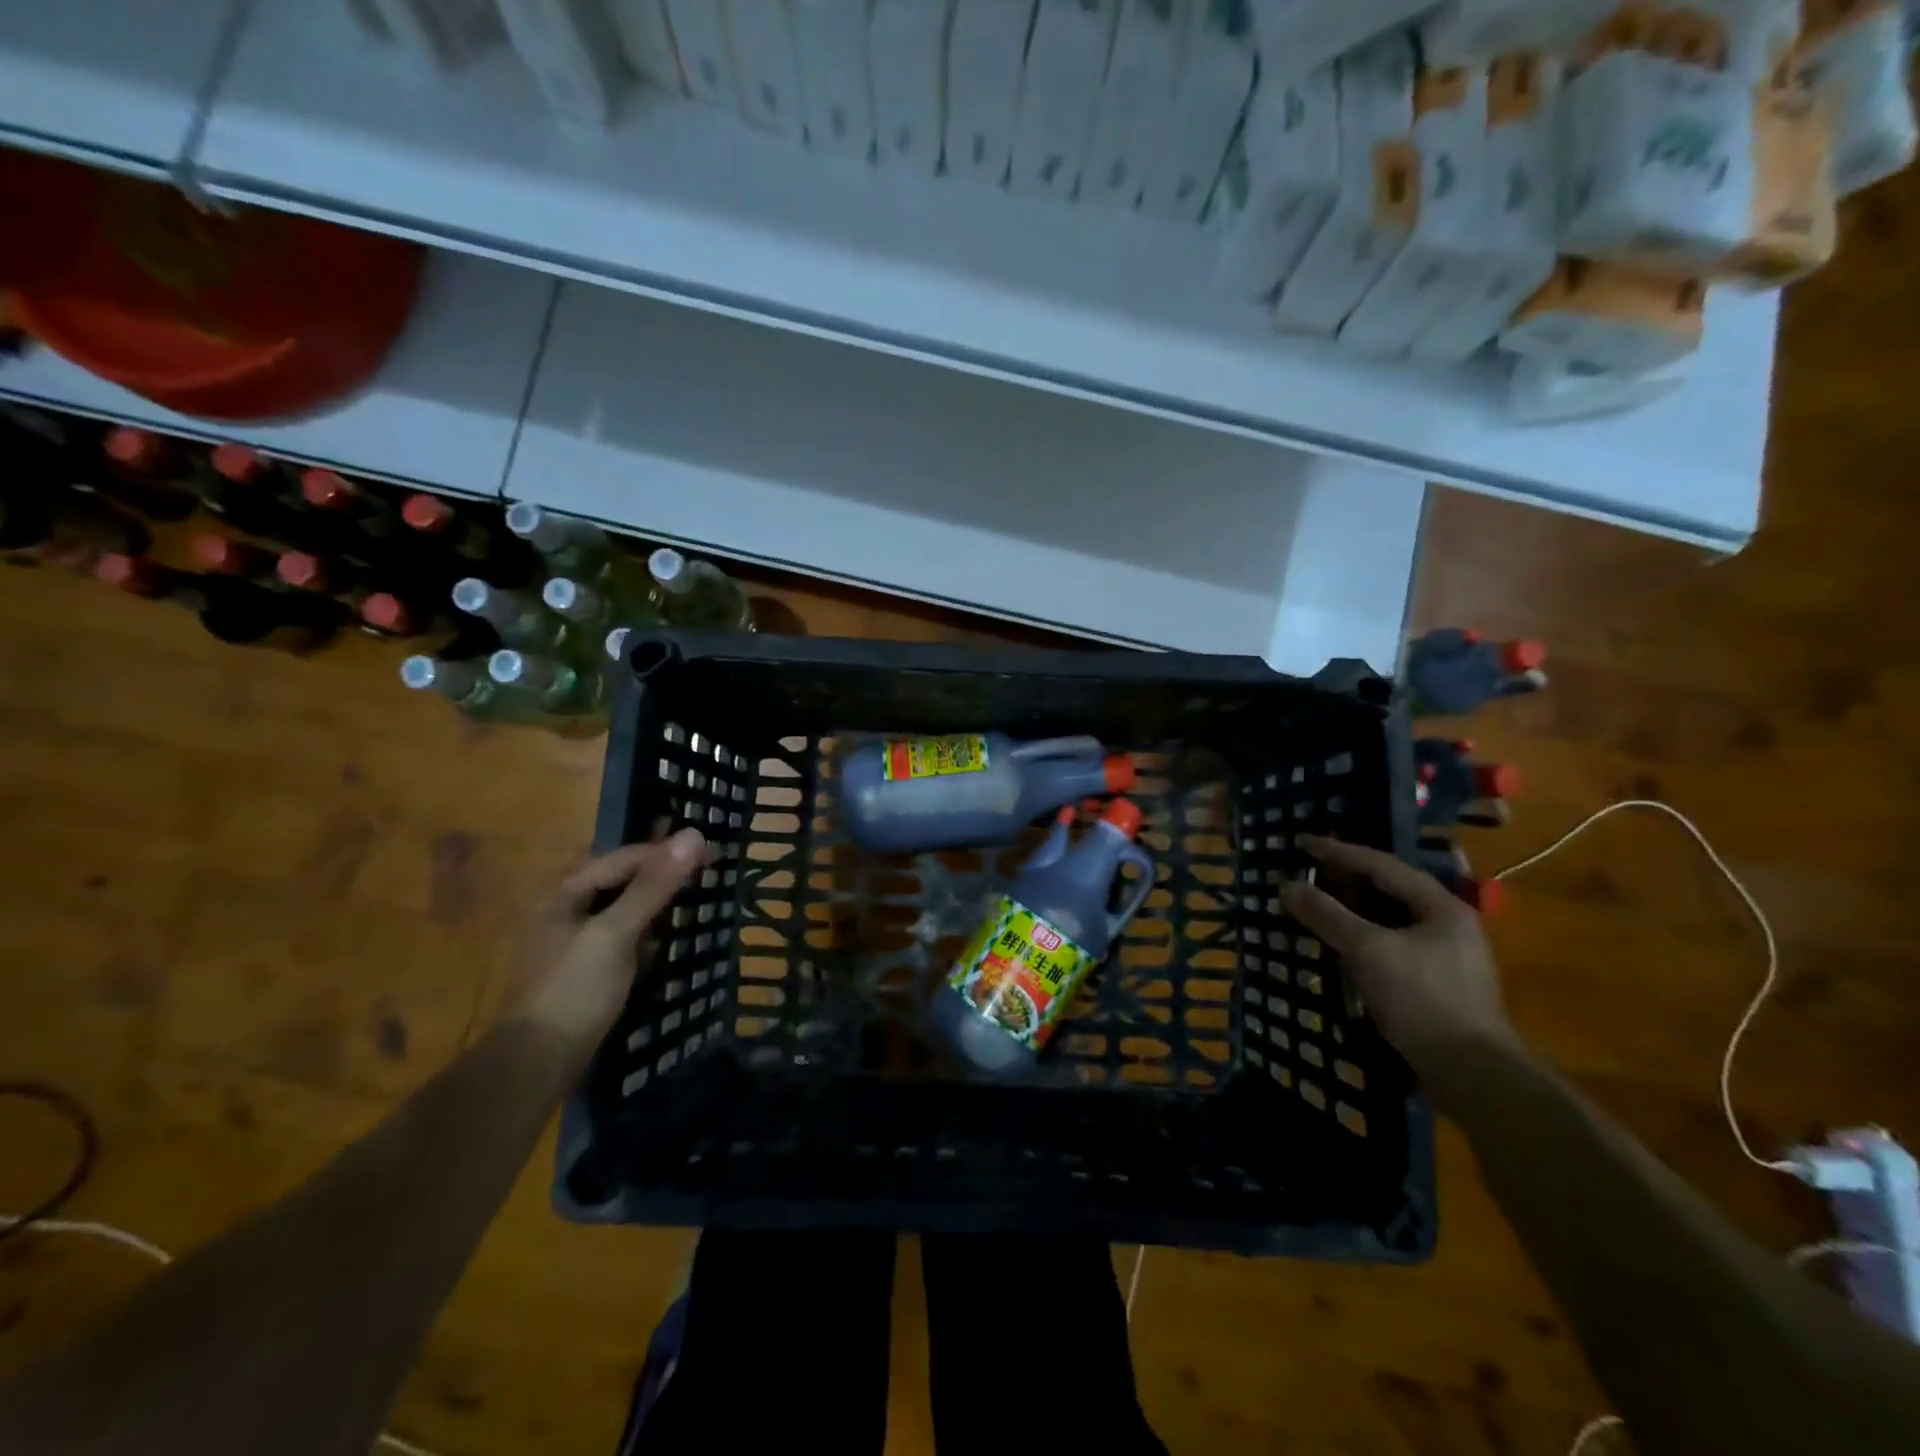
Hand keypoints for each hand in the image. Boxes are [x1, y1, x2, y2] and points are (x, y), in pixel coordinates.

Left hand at [512, 828, 712, 1047]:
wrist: (542, 1062)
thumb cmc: (576, 989)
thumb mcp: (616, 932)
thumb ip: (653, 885)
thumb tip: (694, 835)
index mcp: (565, 891)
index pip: (626, 857)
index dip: (669, 852)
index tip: (713, 852)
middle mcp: (568, 907)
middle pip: (624, 878)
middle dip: (665, 872)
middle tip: (711, 870)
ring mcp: (578, 938)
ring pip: (627, 905)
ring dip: (660, 899)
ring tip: (700, 894)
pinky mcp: (590, 965)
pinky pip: (627, 932)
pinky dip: (651, 927)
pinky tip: (672, 933)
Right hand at [1279, 835, 1520, 1084]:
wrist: (1471, 1075)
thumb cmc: (1422, 1000)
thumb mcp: (1368, 950)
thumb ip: (1327, 915)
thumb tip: (1287, 886)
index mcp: (1441, 906)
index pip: (1383, 865)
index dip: (1339, 852)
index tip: (1303, 843)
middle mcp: (1449, 924)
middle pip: (1390, 889)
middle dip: (1347, 879)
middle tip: (1309, 870)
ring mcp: (1446, 956)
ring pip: (1391, 920)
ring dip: (1354, 910)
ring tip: (1320, 903)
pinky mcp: (1437, 985)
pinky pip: (1392, 945)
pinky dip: (1363, 938)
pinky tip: (1342, 945)